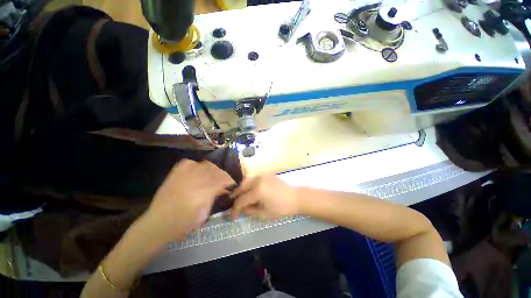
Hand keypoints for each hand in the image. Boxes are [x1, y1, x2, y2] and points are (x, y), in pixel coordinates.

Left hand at [142, 159, 234, 243]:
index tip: (232, 184)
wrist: (158, 223)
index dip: (229, 181)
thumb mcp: (205, 213)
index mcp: (203, 191)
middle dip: (222, 175)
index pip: (222, 180)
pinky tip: (198, 171)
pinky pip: (190, 162)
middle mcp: (195, 179)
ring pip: (205, 164)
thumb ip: (215, 197)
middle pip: (215, 170)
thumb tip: (223, 189)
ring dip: (212, 170)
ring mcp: (184, 174)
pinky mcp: (175, 172)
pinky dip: (197, 165)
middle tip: (224, 181)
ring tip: (213, 176)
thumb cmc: (184, 223)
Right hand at [231, 174, 299, 220]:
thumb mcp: (264, 214)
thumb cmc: (281, 208)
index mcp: (258, 190)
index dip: (235, 209)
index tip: (233, 217)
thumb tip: (240, 208)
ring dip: (241, 190)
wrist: (295, 197)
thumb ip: (249, 211)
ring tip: (241, 199)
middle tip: (235, 206)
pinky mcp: (266, 174)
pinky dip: (248, 185)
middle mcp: (258, 179)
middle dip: (236, 197)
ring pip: (245, 181)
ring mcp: (262, 175)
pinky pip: (253, 179)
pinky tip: (250, 192)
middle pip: (241, 187)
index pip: (241, 200)